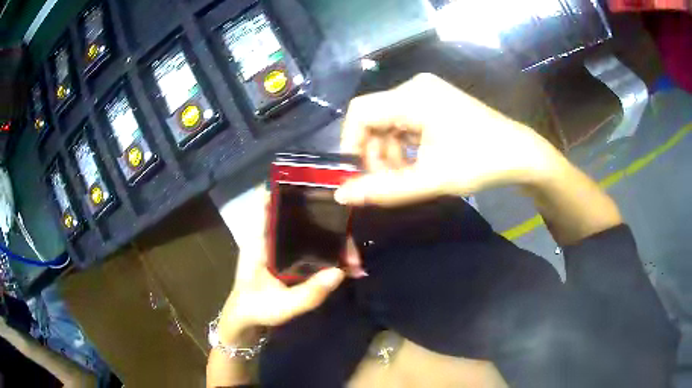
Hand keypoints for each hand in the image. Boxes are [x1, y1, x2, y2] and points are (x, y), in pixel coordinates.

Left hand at [216, 189, 345, 342]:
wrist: (246, 322)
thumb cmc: (256, 309)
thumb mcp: (281, 306)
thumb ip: (309, 293)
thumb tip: (340, 272)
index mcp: (259, 241)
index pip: (269, 203)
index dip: (288, 189)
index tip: (315, 185)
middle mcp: (269, 238)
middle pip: (296, 215)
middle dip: (323, 217)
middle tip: (350, 226)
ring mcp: (279, 247)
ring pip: (306, 231)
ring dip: (329, 236)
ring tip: (352, 249)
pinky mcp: (287, 258)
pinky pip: (309, 246)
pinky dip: (326, 250)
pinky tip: (344, 260)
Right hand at [335, 73, 561, 206]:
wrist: (519, 154)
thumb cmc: (480, 163)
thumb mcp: (431, 179)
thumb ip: (384, 190)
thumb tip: (341, 196)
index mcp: (413, 96)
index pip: (360, 112)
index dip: (351, 143)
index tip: (359, 174)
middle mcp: (415, 87)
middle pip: (374, 118)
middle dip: (375, 153)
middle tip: (389, 182)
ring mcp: (426, 93)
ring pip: (389, 123)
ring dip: (390, 152)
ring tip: (407, 177)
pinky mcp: (434, 103)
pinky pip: (405, 123)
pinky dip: (404, 146)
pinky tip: (417, 163)